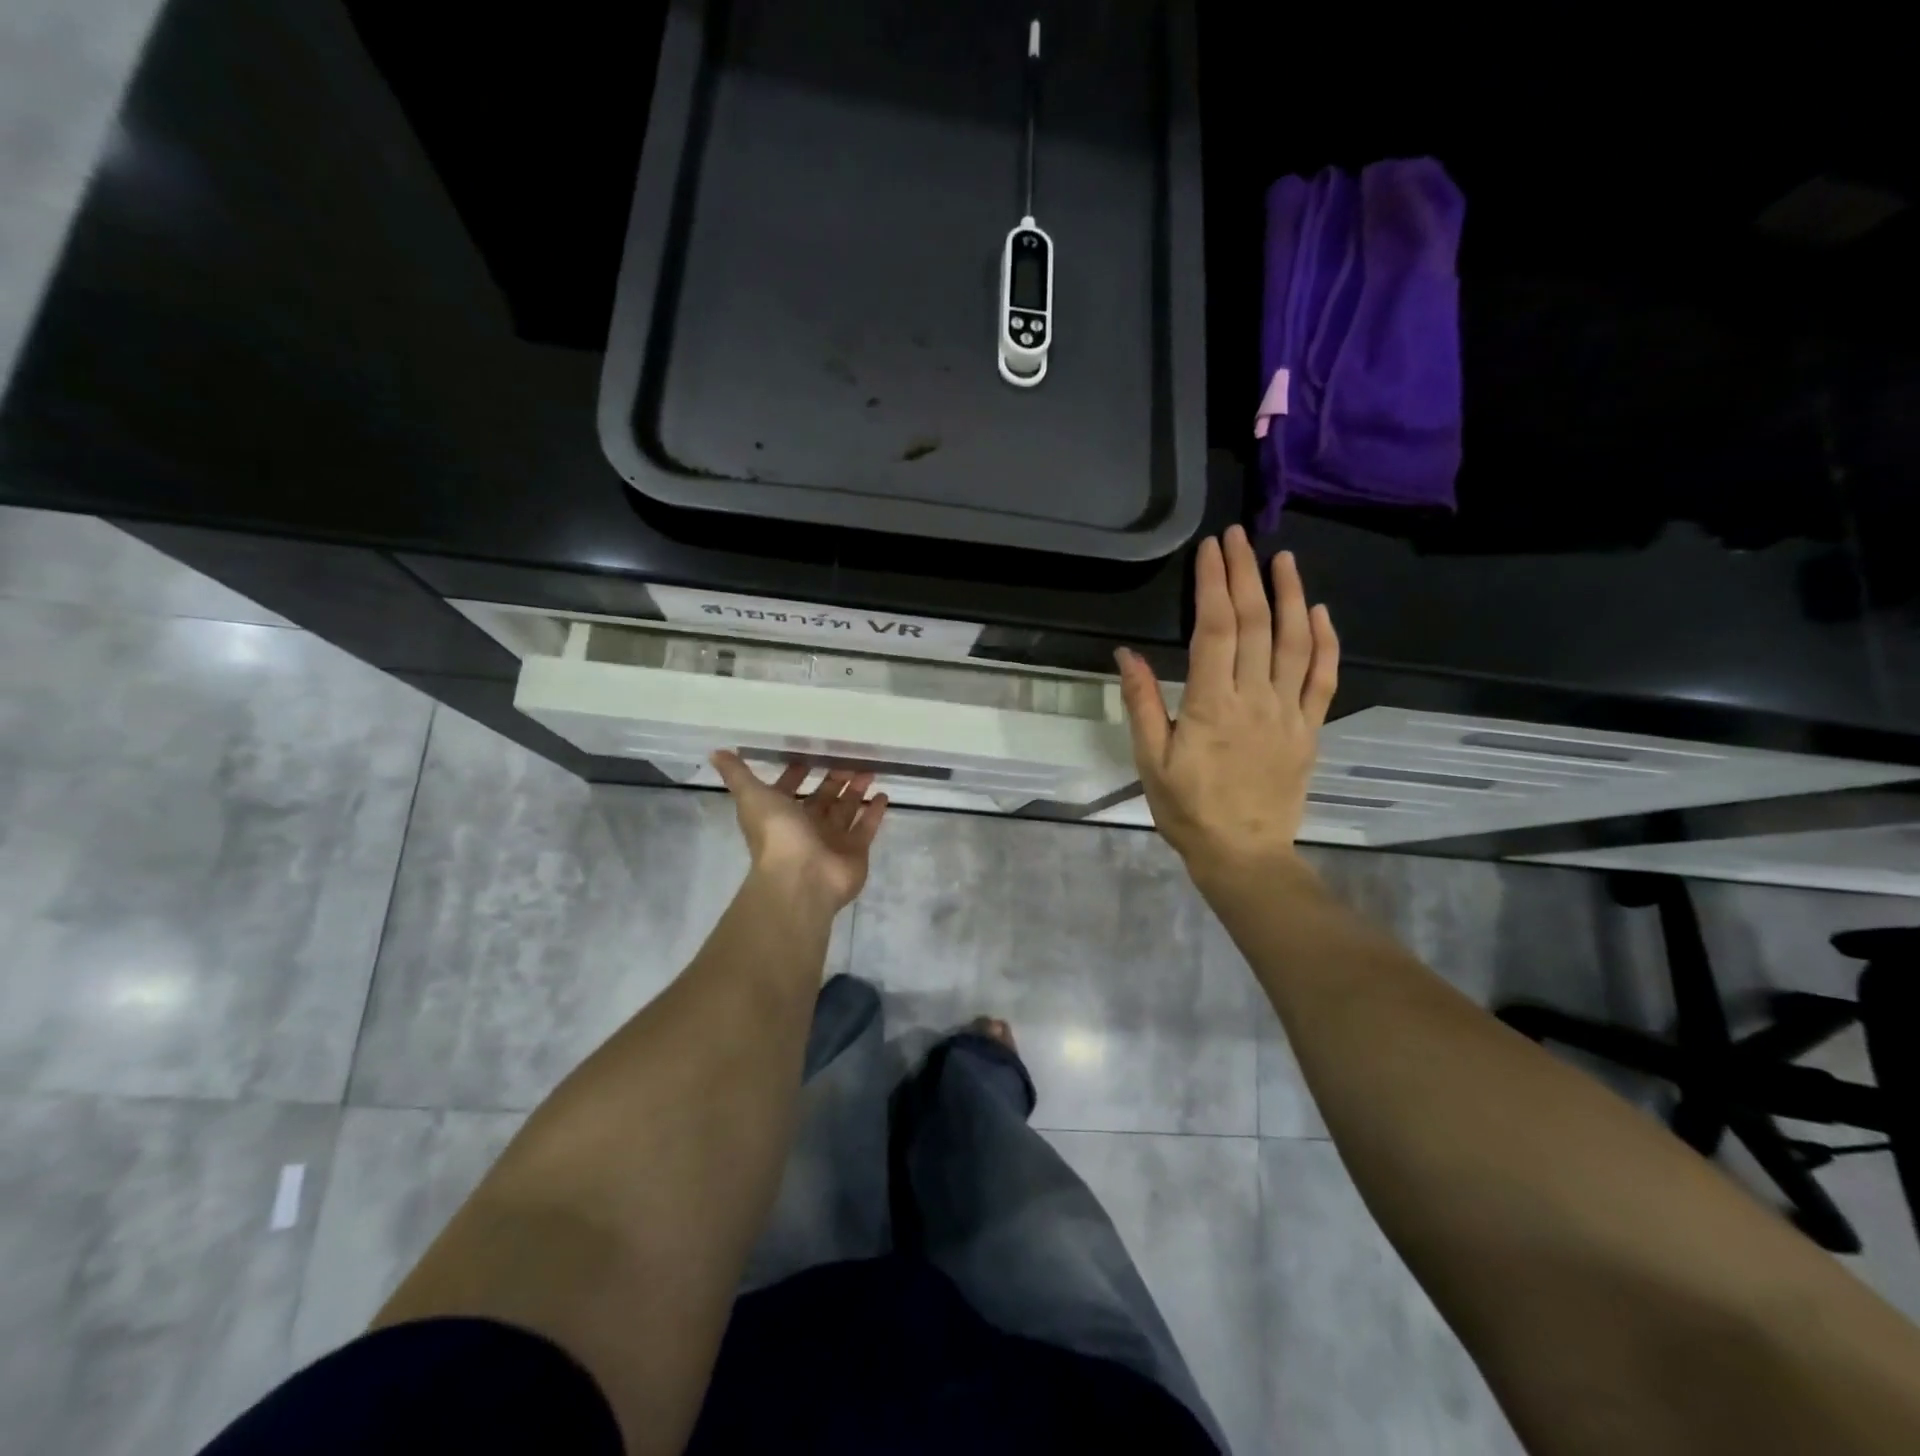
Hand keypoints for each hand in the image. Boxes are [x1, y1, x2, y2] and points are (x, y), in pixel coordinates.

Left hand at [710, 752, 888, 911]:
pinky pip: (866, 827)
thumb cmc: (777, 834)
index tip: (810, 754)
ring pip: (845, 810)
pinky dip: (873, 812)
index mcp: (781, 815)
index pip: (789, 789)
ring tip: (869, 769)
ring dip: (856, 790)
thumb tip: (716, 752)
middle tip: (849, 757)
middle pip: (822, 798)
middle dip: (834, 778)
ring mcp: (832, 841)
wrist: (801, 878)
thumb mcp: (752, 796)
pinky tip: (883, 794)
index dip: (796, 773)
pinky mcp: (855, 851)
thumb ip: (737, 774)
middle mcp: (806, 827)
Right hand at [1115, 527, 1338, 881]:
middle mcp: (1255, 697)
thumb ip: (1142, 704)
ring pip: (1295, 641)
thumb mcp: (1151, 761)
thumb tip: (1127, 654)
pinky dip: (1325, 641)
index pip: (1215, 629)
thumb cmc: (1188, 810)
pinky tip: (1320, 613)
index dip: (1214, 583)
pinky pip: (1324, 677)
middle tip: (1239, 536)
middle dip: (1245, 574)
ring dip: (1290, 595)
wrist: (1244, 854)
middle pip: (1254, 623)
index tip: (1211, 549)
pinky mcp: (1309, 728)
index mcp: (1212, 704)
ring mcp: (1289, 711)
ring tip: (1283, 558)